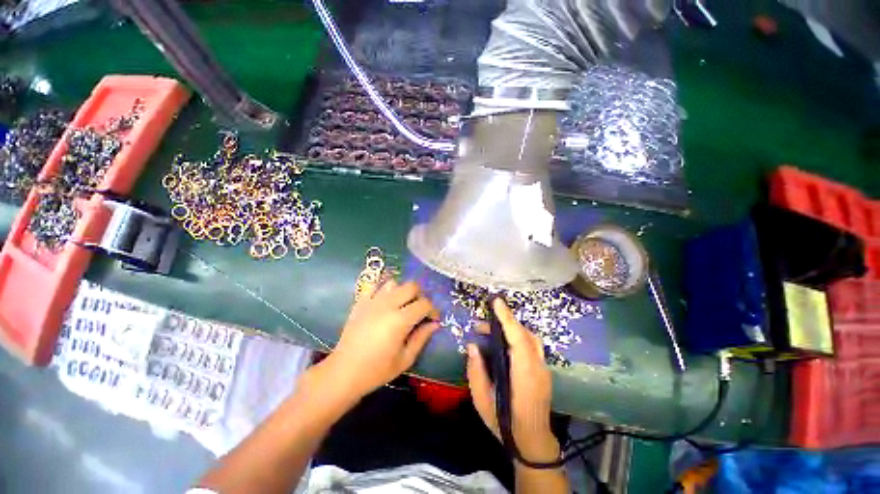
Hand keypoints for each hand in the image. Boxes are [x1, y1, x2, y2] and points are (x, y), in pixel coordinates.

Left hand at [321, 279, 439, 402]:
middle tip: (418, 310)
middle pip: (411, 286)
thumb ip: (422, 338)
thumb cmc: (377, 370)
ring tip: (401, 305)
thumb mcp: (405, 359)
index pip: (424, 303)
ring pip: (394, 283)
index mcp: (400, 320)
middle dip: (420, 296)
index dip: (433, 310)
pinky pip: (375, 286)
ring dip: (402, 291)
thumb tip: (435, 324)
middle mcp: (388, 304)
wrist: (344, 372)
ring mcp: (372, 301)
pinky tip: (385, 302)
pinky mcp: (360, 302)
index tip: (433, 320)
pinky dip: (384, 290)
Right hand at [466, 298, 560, 464]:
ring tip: (490, 332)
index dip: (507, 318)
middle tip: (481, 325)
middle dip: (504, 322)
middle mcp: (538, 368)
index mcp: (524, 376)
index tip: (496, 302)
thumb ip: (476, 372)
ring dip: (511, 328)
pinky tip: (503, 343)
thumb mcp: (482, 402)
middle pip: (525, 334)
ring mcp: (543, 369)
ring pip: (530, 338)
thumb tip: (473, 346)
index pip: (518, 339)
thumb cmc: (505, 424)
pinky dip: (517, 336)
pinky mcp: (543, 370)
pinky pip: (531, 345)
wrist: (533, 443)